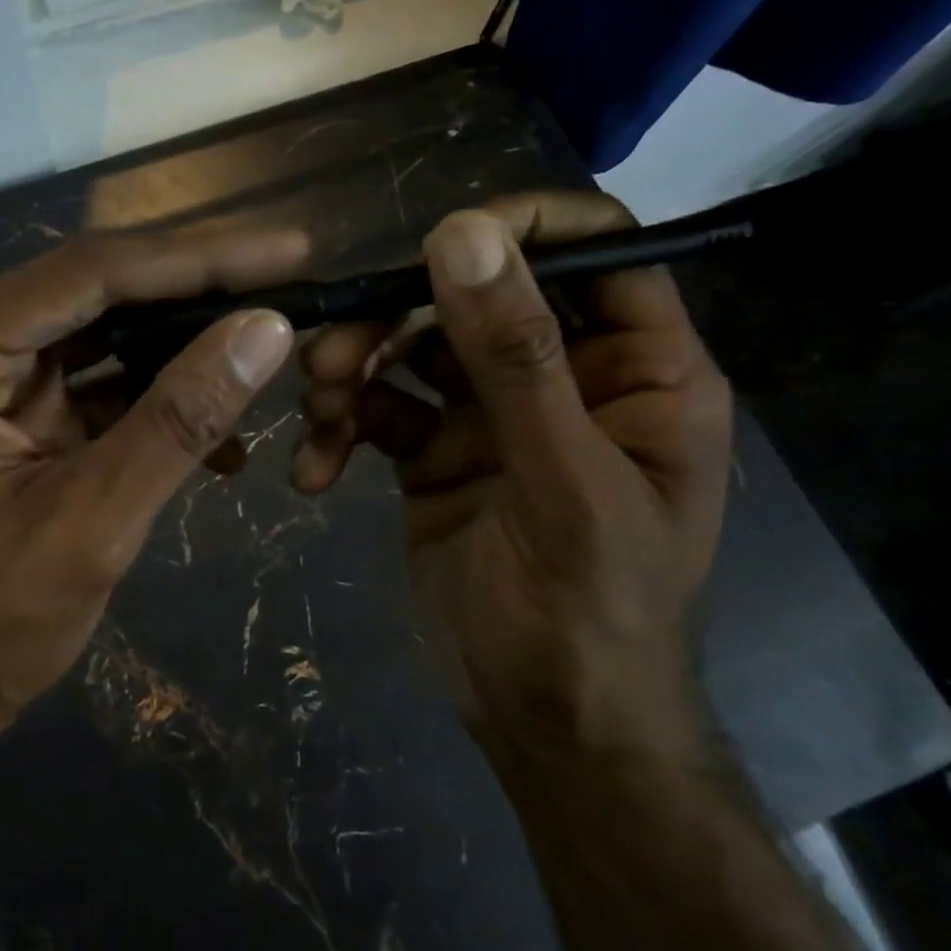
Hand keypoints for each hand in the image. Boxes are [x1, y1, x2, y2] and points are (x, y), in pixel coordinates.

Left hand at [0, 230, 307, 731]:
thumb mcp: (95, 520)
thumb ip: (179, 419)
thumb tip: (266, 327)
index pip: (86, 274)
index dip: (194, 258)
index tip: (287, 250)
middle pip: (95, 289)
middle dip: (196, 290)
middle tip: (290, 278)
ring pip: (104, 329)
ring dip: (185, 342)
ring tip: (269, 341)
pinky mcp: (16, 410)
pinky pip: (98, 378)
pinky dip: (158, 395)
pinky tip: (221, 431)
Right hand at [291, 193, 732, 762]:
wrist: (544, 722)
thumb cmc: (590, 612)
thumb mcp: (561, 482)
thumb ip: (514, 359)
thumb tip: (461, 234)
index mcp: (636, 369)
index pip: (594, 251)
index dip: (521, 228)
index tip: (435, 244)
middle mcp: (562, 376)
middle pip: (472, 296)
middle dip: (395, 319)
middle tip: (330, 356)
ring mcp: (490, 414)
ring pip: (410, 348)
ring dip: (353, 370)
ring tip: (317, 411)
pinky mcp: (431, 450)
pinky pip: (376, 409)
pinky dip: (339, 429)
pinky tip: (314, 472)